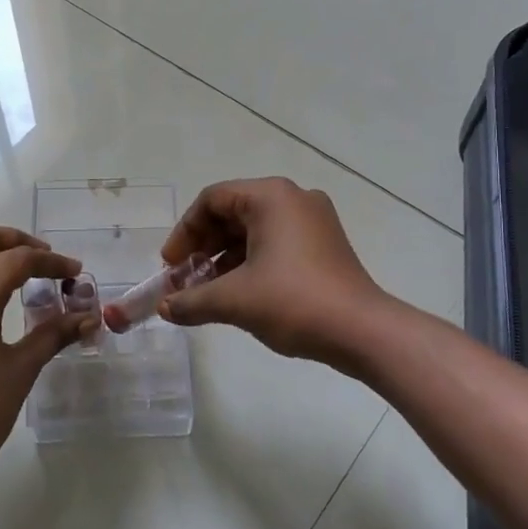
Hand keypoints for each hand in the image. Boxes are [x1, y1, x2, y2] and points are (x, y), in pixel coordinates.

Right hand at [158, 178, 386, 365]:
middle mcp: (293, 199)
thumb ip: (191, 300)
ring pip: (253, 231)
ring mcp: (313, 221)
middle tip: (184, 279)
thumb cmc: (294, 302)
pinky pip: (275, 243)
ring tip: (205, 291)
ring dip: (224, 258)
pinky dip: (250, 263)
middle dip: (203, 247)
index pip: (212, 200)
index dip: (184, 232)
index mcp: (270, 197)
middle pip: (232, 213)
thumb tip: (164, 308)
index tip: (170, 266)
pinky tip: (236, 294)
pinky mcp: (324, 244)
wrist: (363, 331)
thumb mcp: (234, 300)